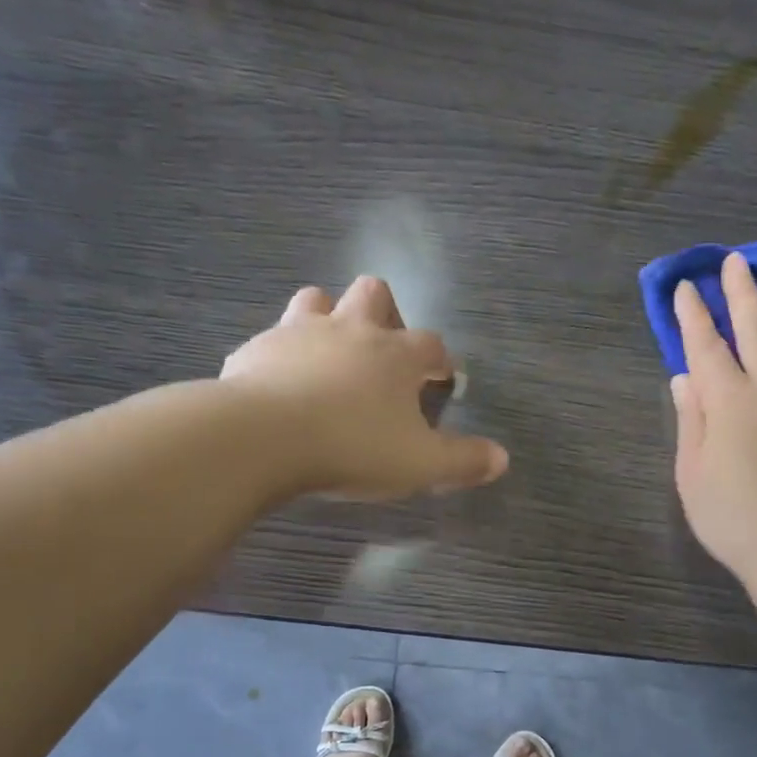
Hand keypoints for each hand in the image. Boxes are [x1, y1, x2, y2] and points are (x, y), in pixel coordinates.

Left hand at [221, 276, 508, 499]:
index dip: (440, 359)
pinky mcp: (255, 350)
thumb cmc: (353, 446)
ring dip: (327, 317)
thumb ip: (463, 461)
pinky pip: (272, 340)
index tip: (442, 378)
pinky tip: (279, 383)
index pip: (431, 344)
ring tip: (329, 353)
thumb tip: (501, 459)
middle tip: (383, 352)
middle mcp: (350, 329)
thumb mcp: (420, 464)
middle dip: (385, 312)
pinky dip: (282, 355)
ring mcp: (298, 332)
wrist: (262, 438)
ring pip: (316, 300)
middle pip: (374, 293)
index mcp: (395, 354)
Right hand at [670, 253, 756, 583]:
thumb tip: (684, 378)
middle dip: (741, 295)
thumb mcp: (692, 471)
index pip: (706, 347)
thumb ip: (691, 419)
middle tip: (735, 262)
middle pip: (755, 331)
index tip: (685, 288)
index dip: (693, 316)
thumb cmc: (731, 514)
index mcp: (728, 402)